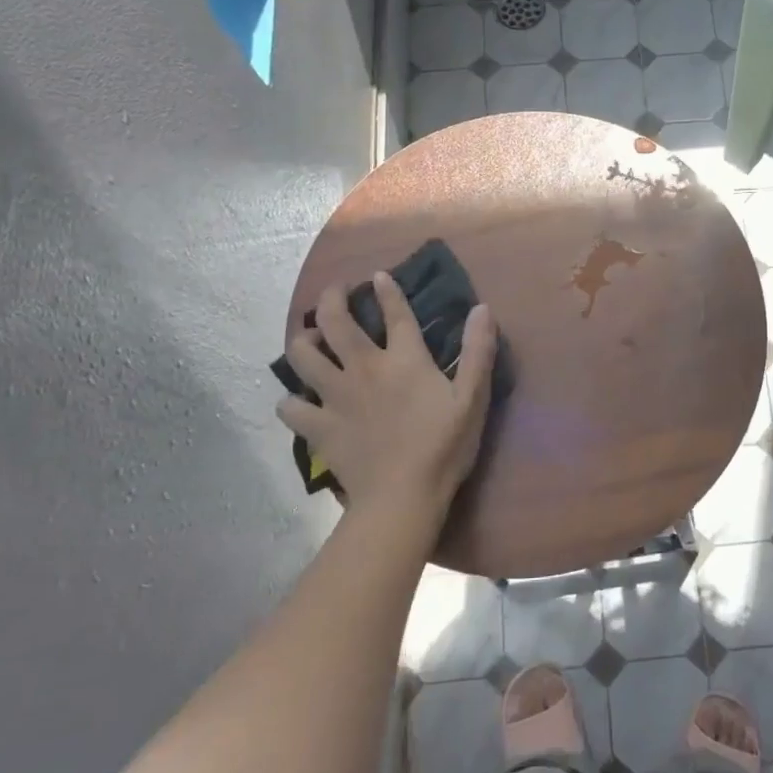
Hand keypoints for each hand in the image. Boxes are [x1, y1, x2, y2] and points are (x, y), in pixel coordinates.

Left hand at [277, 273, 497, 527]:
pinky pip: (290, 407)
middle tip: (335, 292)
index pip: (395, 313)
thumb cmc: (444, 447)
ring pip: (302, 356)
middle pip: (335, 322)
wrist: (402, 496)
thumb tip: (482, 309)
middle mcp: (363, 368)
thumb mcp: (473, 398)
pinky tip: (299, 401)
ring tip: (310, 338)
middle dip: (332, 299)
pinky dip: (291, 401)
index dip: (387, 290)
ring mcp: (335, 397)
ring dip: (303, 340)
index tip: (378, 275)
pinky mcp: (318, 427)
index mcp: (403, 360)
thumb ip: (478, 352)